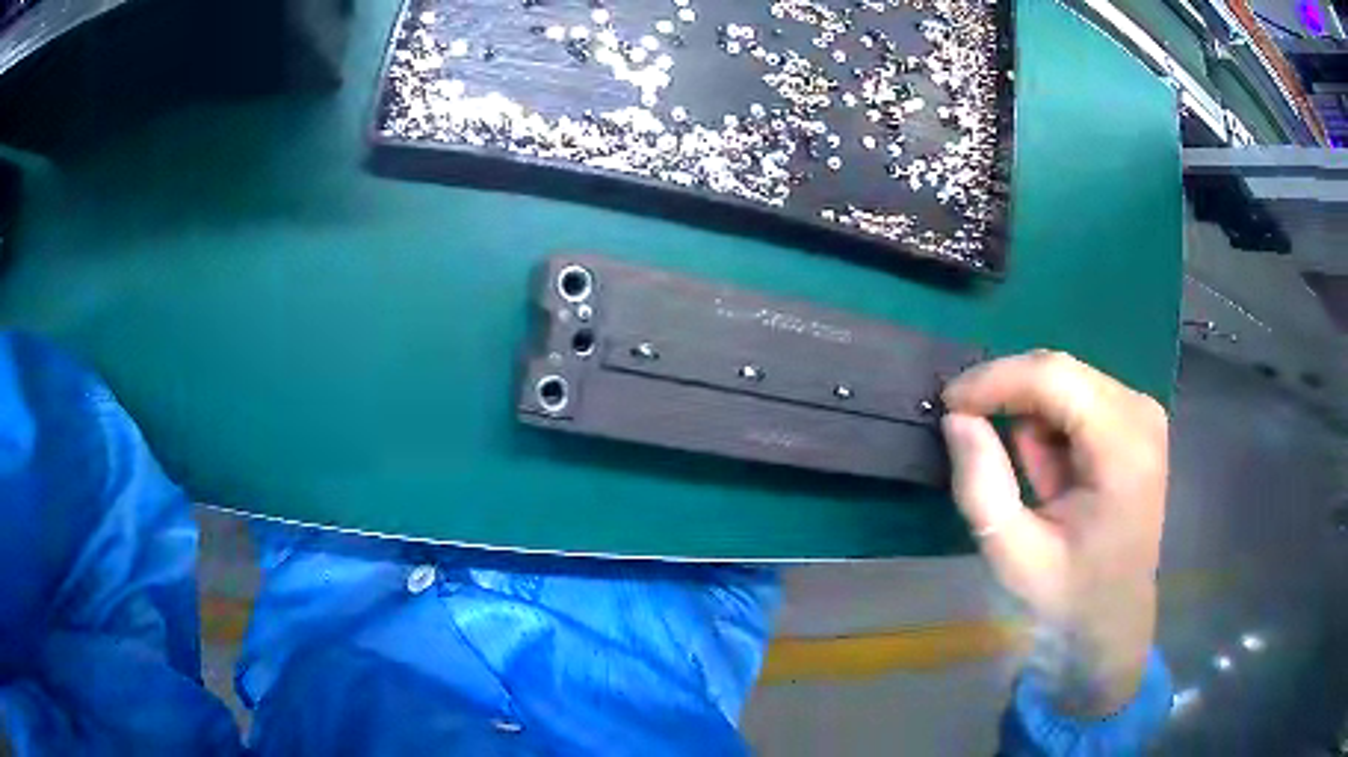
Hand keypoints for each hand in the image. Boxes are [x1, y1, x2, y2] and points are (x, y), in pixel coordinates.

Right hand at [940, 350, 1168, 716]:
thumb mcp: (1013, 558)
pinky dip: (1052, 426)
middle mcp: (1140, 414)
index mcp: (1123, 450)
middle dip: (1011, 402)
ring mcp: (1142, 412)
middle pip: (1059, 372)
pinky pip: (1077, 395)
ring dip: (1033, 420)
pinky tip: (1057, 474)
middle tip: (983, 450)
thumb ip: (982, 488)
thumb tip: (956, 417)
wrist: (1114, 619)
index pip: (1054, 378)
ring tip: (1038, 482)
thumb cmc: (1068, 597)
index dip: (995, 380)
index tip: (948, 403)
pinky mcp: (1136, 418)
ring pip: (1065, 380)